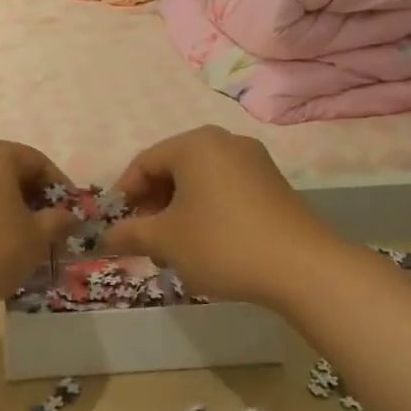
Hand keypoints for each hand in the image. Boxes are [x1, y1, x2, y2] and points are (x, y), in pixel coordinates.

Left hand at [0, 139, 78, 312]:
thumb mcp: (36, 237)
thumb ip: (57, 221)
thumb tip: (68, 216)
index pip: (37, 161)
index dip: (59, 187)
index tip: (71, 213)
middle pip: (9, 169)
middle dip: (32, 196)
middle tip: (48, 226)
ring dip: (7, 206)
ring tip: (22, 237)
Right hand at [101, 127, 327, 305]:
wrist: (304, 268)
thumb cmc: (222, 244)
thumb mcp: (165, 240)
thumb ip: (130, 234)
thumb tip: (106, 238)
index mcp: (194, 144)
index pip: (144, 163)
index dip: (124, 195)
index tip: (117, 226)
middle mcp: (224, 142)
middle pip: (172, 170)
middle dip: (153, 206)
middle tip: (146, 241)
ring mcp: (253, 161)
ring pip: (199, 182)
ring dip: (178, 213)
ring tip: (175, 250)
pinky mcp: (273, 185)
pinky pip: (225, 190)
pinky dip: (206, 212)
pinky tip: (207, 245)